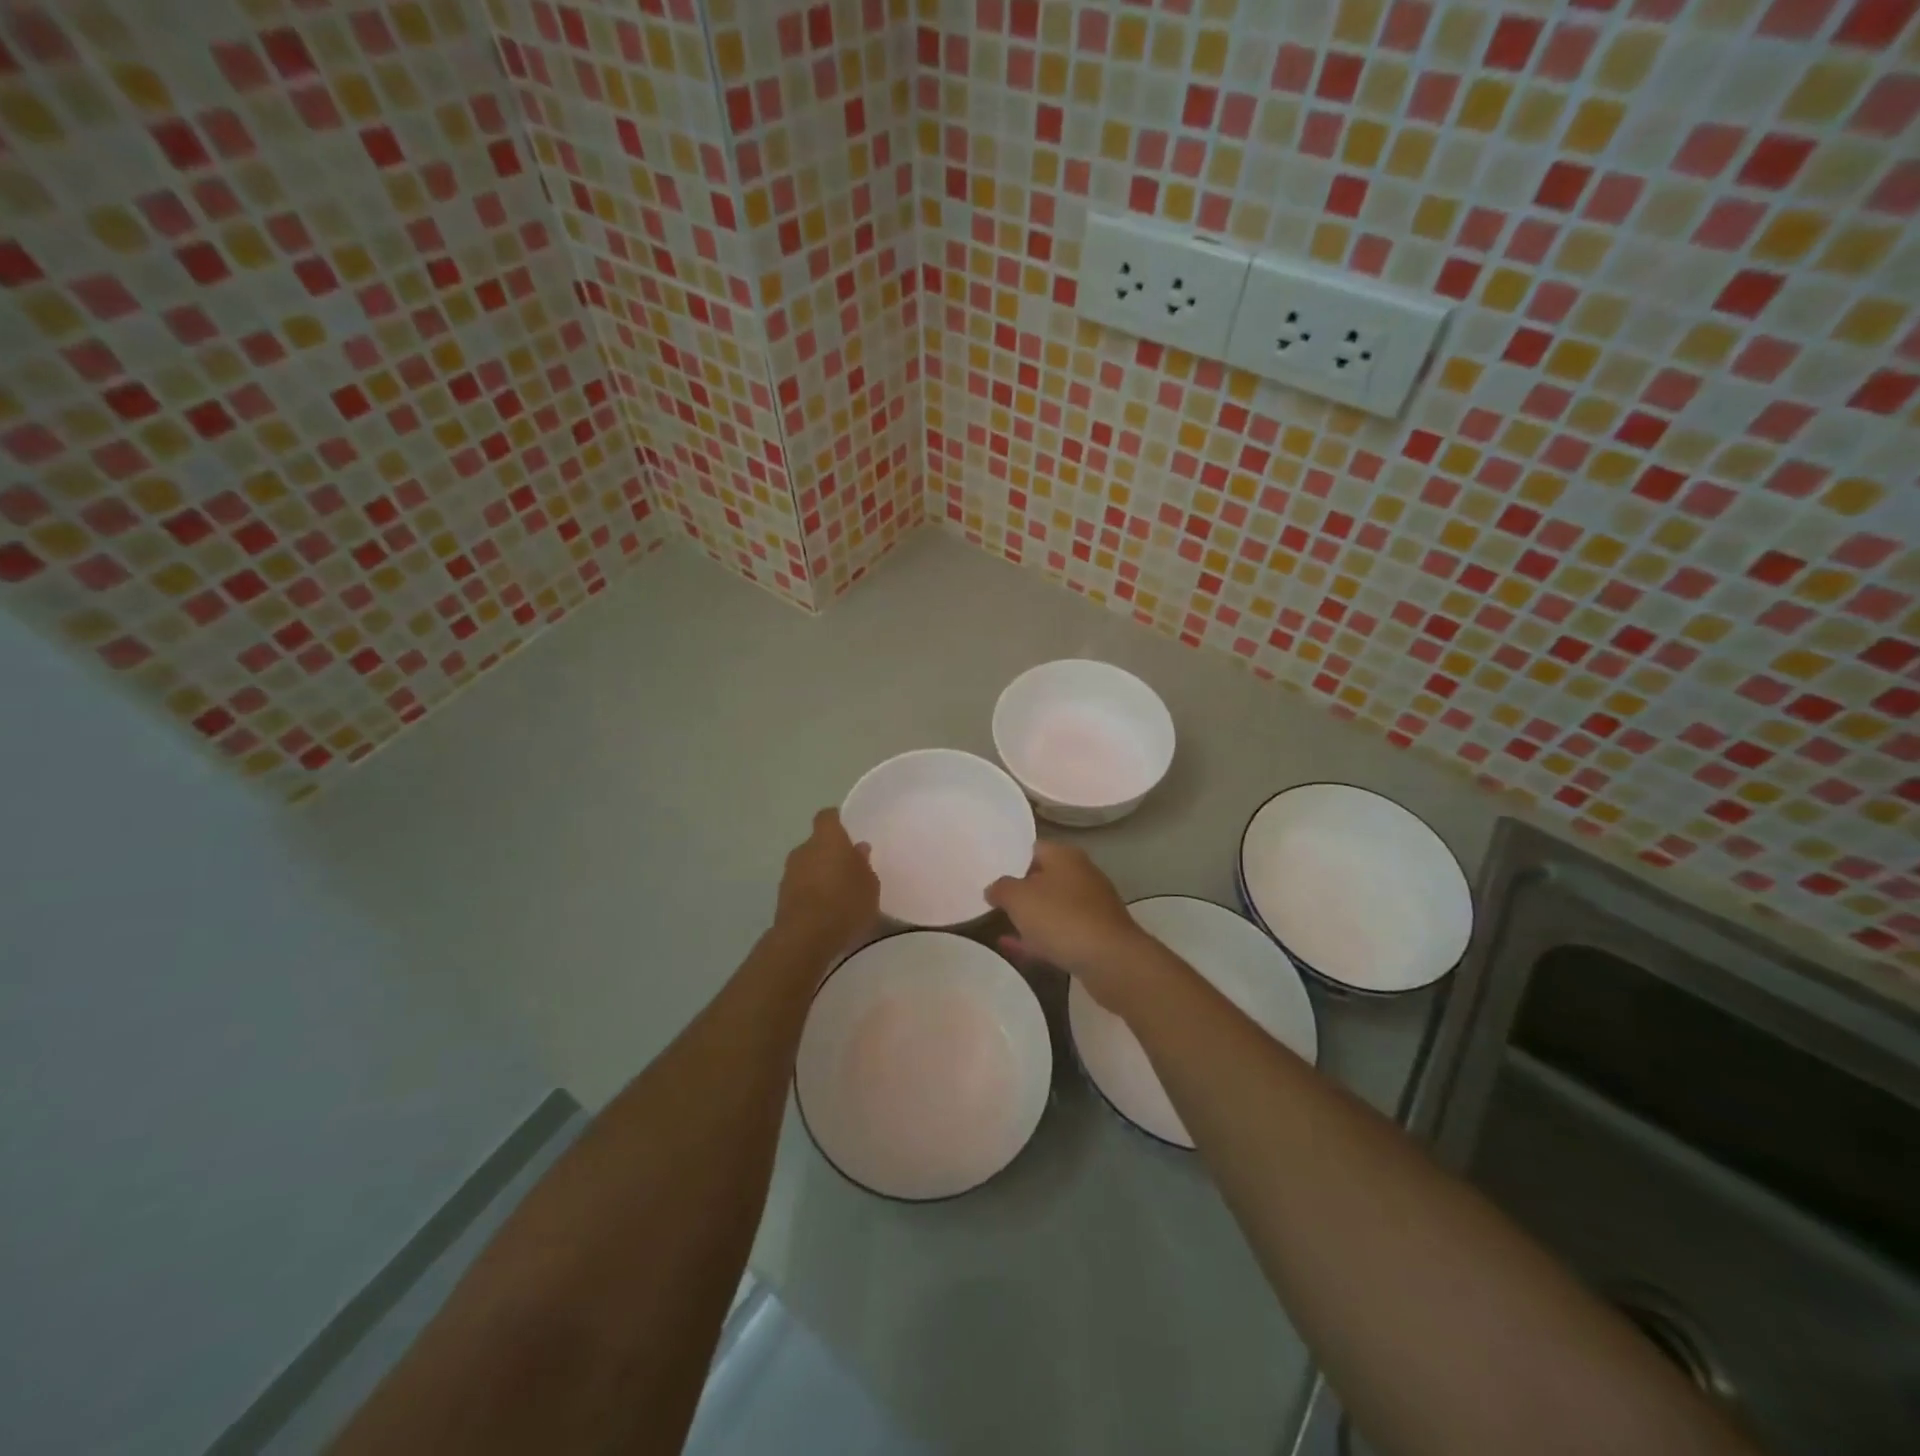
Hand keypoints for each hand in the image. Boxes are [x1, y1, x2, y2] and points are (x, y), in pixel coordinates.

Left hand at [774, 808, 879, 956]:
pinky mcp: (781, 896)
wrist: (806, 937)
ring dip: (819, 874)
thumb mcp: (869, 884)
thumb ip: (863, 864)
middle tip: (848, 870)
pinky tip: (825, 910)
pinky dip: (811, 893)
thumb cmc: (845, 902)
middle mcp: (804, 850)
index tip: (848, 831)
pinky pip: (801, 886)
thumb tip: (858, 849)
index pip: (827, 817)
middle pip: (817, 843)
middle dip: (830, 853)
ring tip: (838, 894)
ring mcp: (789, 873)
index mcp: (827, 838)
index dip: (837, 821)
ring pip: (807, 865)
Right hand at [987, 842, 1150, 1004]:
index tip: (990, 875)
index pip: (1033, 848)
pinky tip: (1017, 949)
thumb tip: (994, 888)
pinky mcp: (1095, 935)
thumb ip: (1001, 888)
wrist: (1111, 960)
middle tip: (993, 903)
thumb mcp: (1018, 898)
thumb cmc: (1061, 918)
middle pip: (1043, 878)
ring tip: (1000, 927)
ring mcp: (1091, 906)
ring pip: (1052, 907)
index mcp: (1065, 856)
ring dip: (1030, 917)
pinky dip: (1040, 938)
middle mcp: (1081, 874)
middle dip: (1021, 891)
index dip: (1011, 860)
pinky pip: (1060, 932)